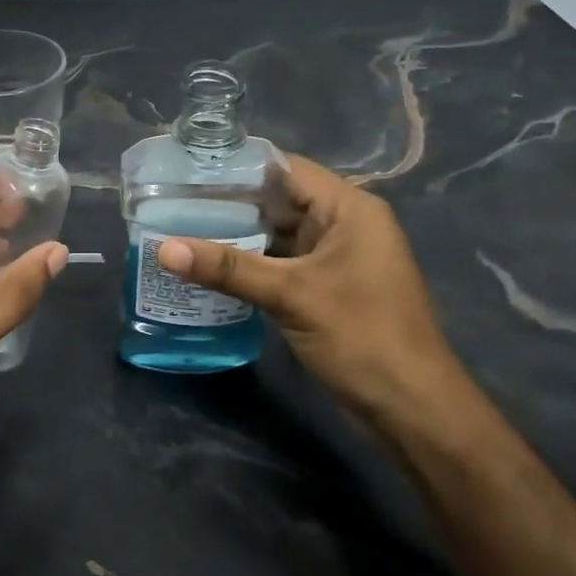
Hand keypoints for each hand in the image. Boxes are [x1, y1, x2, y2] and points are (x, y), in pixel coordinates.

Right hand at [155, 155, 473, 431]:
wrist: (412, 408)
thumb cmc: (361, 336)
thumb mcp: (291, 295)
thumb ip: (228, 268)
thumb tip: (163, 249)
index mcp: (349, 208)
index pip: (287, 168)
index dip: (240, 167)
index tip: (189, 170)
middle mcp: (345, 225)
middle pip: (281, 201)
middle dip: (232, 204)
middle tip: (174, 203)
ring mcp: (337, 259)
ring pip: (280, 236)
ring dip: (239, 237)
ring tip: (182, 231)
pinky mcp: (328, 289)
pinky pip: (284, 264)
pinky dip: (253, 265)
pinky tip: (212, 269)